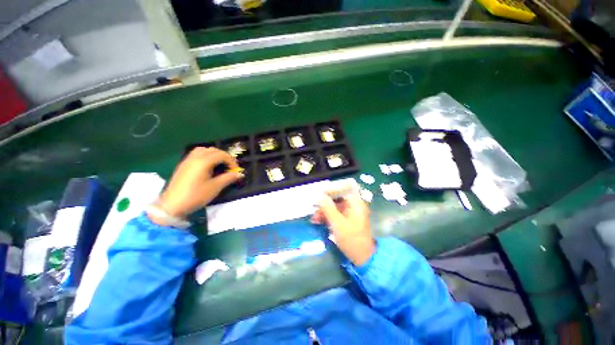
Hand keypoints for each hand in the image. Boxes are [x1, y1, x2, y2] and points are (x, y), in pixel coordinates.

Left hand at [149, 147, 243, 224]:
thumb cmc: (196, 196)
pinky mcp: (183, 165)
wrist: (172, 205)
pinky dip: (206, 156)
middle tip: (229, 167)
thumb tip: (240, 174)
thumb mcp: (215, 187)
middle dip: (224, 156)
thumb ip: (228, 178)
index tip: (236, 170)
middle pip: (213, 150)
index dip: (231, 161)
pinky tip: (208, 166)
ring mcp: (188, 160)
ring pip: (204, 150)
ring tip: (219, 164)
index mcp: (203, 162)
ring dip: (214, 154)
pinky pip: (196, 154)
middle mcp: (195, 157)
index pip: (222, 155)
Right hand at [311, 191, 374, 265]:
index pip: (343, 188)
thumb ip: (328, 208)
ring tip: (314, 219)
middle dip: (325, 203)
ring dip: (324, 210)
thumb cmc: (352, 239)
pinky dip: (327, 216)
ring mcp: (350, 212)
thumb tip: (319, 196)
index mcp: (355, 203)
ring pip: (334, 206)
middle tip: (314, 208)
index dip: (331, 189)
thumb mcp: (338, 223)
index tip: (319, 194)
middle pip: (337, 198)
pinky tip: (318, 221)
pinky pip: (335, 213)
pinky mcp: (346, 220)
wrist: (362, 258)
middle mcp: (353, 205)